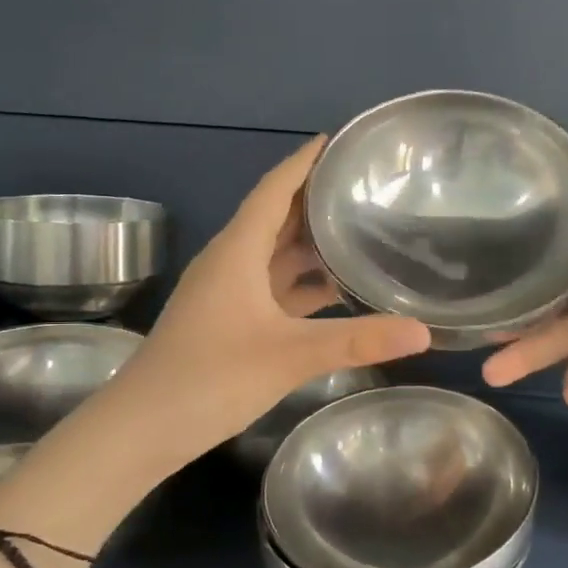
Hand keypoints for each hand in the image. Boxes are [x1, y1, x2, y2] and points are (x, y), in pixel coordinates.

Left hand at [117, 137, 431, 461]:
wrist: (144, 426)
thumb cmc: (211, 377)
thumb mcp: (289, 356)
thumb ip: (357, 341)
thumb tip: (423, 332)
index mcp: (237, 251)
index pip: (275, 188)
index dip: (305, 161)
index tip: (341, 140)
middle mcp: (230, 262)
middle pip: (276, 217)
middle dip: (316, 199)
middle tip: (366, 185)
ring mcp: (227, 293)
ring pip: (275, 254)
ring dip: (311, 243)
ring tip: (362, 229)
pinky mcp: (229, 321)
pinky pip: (272, 287)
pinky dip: (303, 283)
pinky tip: (336, 290)